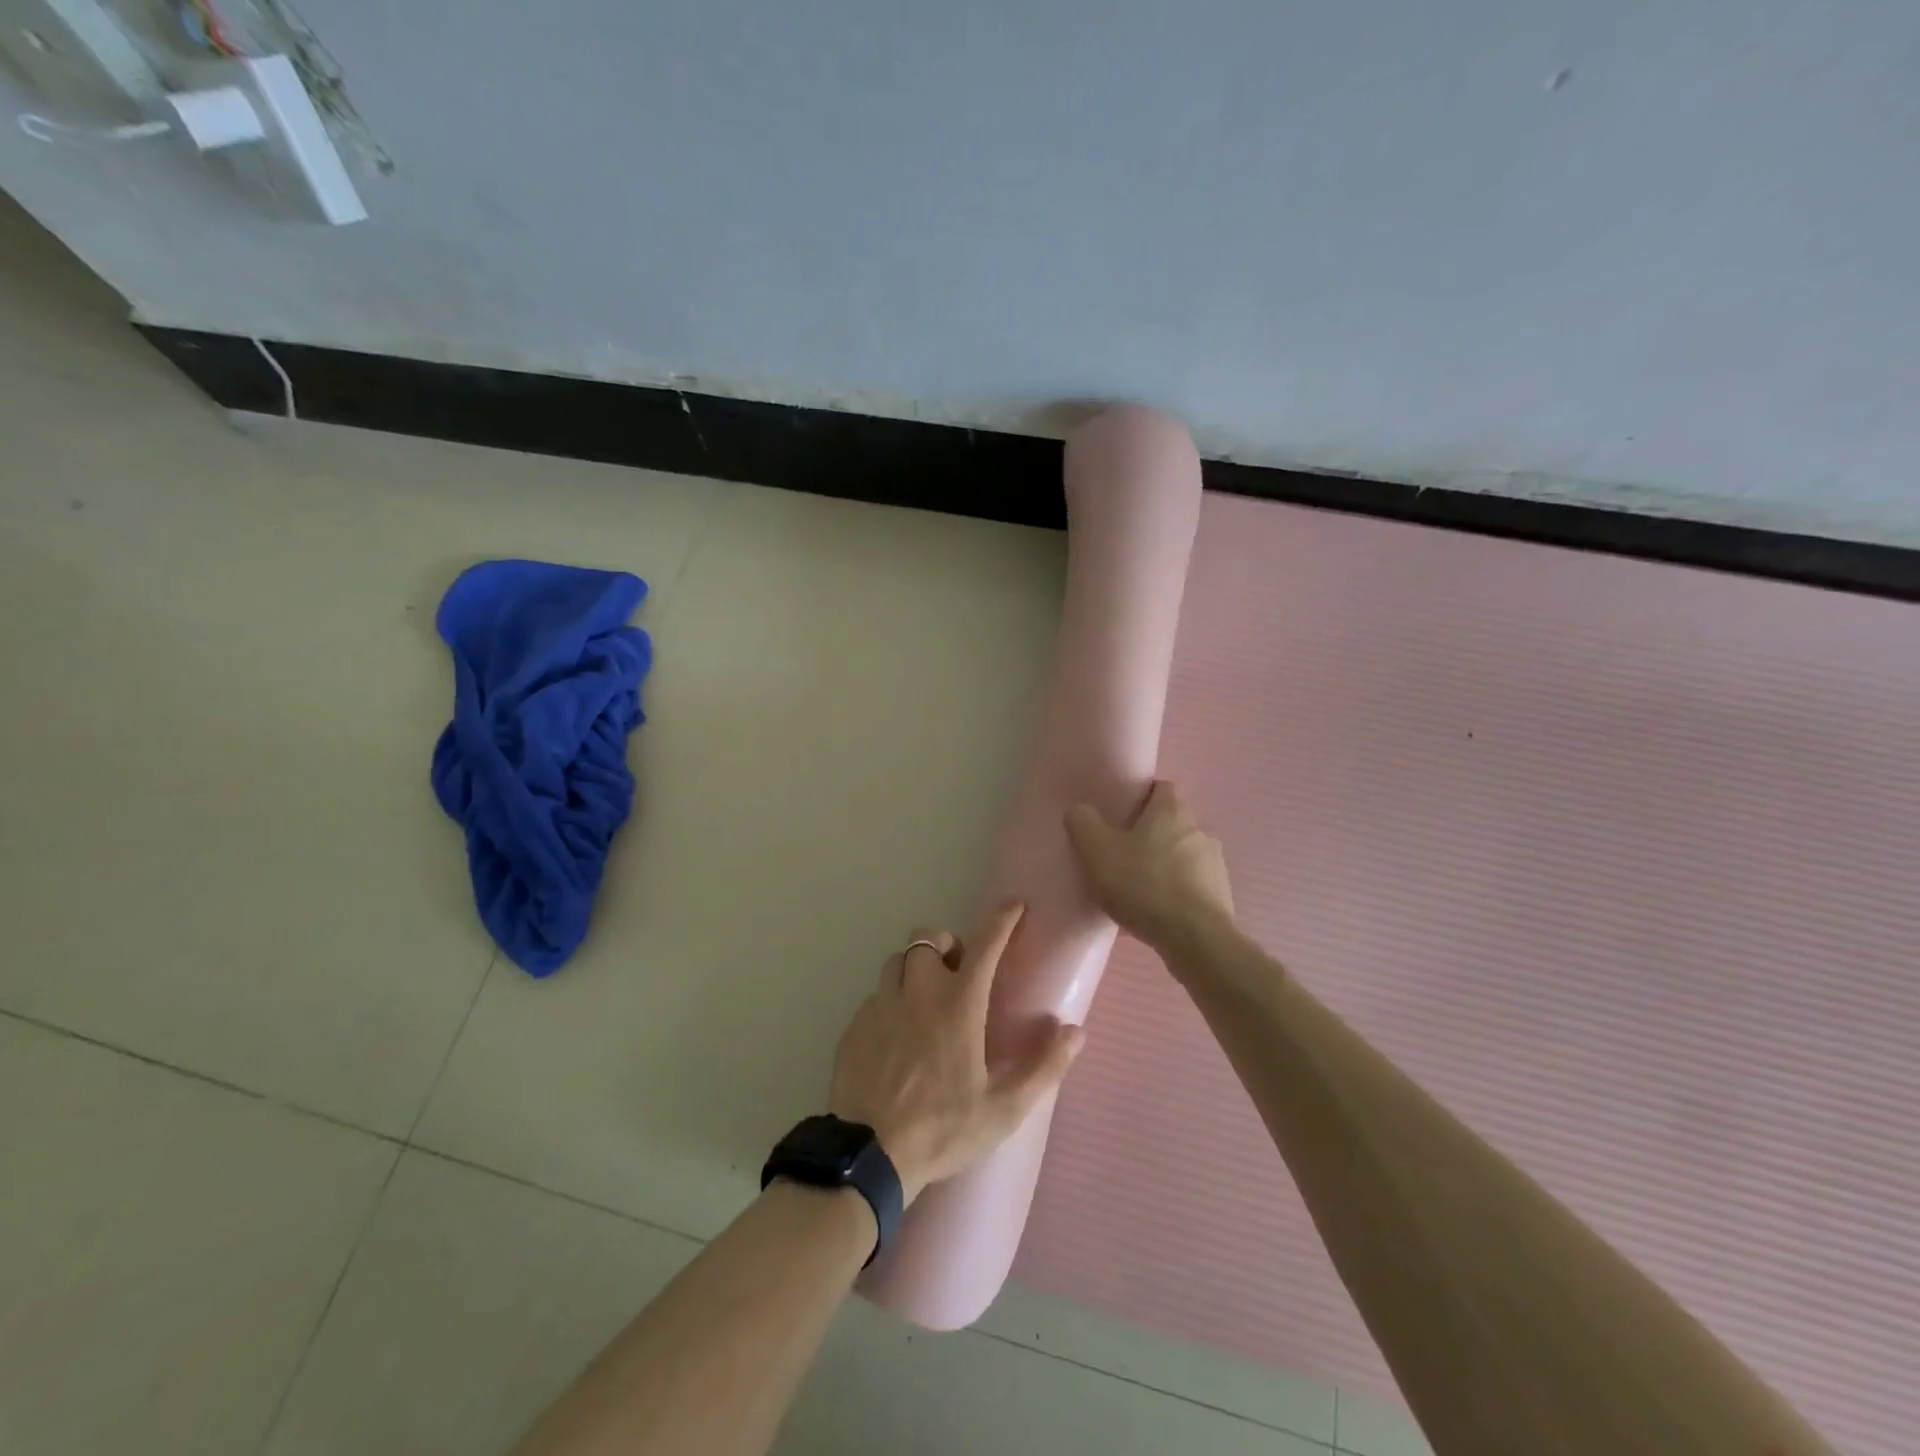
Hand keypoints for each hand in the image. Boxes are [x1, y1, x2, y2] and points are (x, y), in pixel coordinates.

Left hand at [829, 904, 1083, 1204]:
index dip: (1001, 920)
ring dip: (915, 968)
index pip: (985, 944)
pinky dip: (891, 999)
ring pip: (897, 961)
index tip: (1014, 905)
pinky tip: (897, 1033)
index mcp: (958, 1004)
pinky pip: (876, 995)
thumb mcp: (1004, 1108)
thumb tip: (1075, 1031)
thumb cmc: (943, 1129)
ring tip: (926, 998)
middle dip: (946, 944)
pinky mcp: (855, 1025)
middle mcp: (917, 992)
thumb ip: (1043, 1067)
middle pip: (927, 939)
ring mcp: (881, 1005)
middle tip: (959, 972)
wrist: (868, 1154)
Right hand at [1065, 781, 1234, 956]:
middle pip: (1170, 823)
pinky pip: (1191, 886)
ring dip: (1163, 866)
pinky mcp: (1221, 894)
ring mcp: (1215, 863)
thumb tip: (1079, 809)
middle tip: (1121, 853)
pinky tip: (1155, 913)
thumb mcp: (1097, 851)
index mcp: (1171, 810)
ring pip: (1182, 855)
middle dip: (1149, 835)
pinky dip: (1175, 893)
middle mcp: (1198, 829)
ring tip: (1137, 889)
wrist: (1194, 938)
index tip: (1119, 815)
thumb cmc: (1143, 885)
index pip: (1160, 788)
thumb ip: (1083, 823)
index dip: (1140, 797)